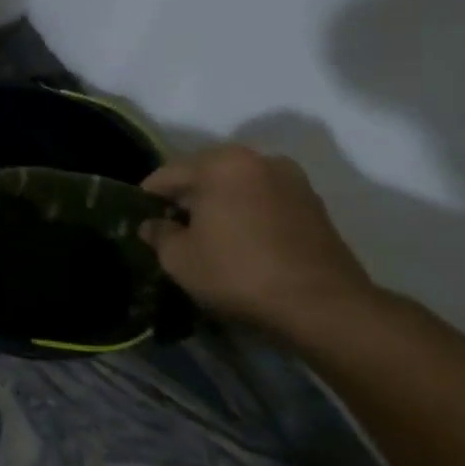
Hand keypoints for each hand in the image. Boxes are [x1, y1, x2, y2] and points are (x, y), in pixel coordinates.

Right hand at [140, 145, 374, 336]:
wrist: (323, 306)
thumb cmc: (238, 273)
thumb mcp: (179, 259)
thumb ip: (158, 234)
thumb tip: (152, 225)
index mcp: (219, 163)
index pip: (167, 175)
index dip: (148, 199)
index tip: (141, 222)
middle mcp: (257, 159)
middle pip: (205, 175)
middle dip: (187, 200)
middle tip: (173, 231)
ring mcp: (291, 179)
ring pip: (237, 187)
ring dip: (220, 206)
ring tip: (210, 238)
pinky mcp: (314, 204)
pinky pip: (264, 201)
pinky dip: (248, 215)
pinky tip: (243, 243)